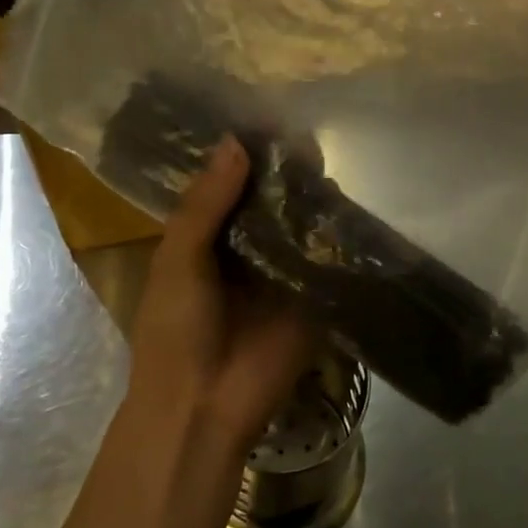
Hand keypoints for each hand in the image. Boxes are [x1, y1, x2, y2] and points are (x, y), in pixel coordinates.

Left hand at [124, 137, 314, 458]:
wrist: (202, 407)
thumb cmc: (175, 329)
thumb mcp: (178, 258)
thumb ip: (205, 203)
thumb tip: (236, 141)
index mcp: (209, 237)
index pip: (233, 186)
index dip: (249, 157)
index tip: (272, 120)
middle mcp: (249, 247)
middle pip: (273, 201)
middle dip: (288, 175)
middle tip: (310, 137)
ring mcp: (284, 270)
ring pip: (303, 225)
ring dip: (314, 200)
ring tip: (333, 161)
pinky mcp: (315, 295)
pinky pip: (327, 259)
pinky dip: (336, 236)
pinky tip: (352, 205)